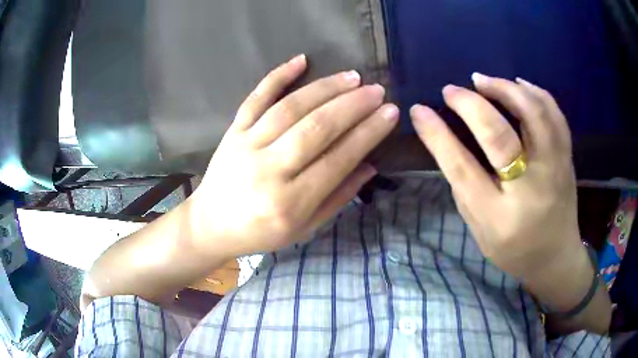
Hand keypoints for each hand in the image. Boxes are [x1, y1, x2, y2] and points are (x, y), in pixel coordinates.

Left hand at [189, 55, 398, 256]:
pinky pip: (256, 98)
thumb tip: (370, 165)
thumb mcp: (304, 228)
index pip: (338, 159)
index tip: (389, 112)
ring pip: (291, 108)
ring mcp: (247, 147)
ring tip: (352, 77)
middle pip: (317, 128)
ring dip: (325, 88)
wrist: (211, 225)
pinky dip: (278, 76)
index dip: (368, 133)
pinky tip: (301, 60)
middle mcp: (269, 171)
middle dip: (353, 105)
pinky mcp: (232, 132)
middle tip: (376, 90)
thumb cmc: (261, 232)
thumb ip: (338, 197)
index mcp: (290, 203)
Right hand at [410, 74, 580, 278]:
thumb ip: (465, 188)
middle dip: (470, 105)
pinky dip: (535, 93)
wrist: (556, 257)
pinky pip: (555, 115)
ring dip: (505, 89)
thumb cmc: (514, 249)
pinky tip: (519, 84)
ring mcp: (554, 170)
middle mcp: (529, 189)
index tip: (419, 111)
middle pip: (499, 135)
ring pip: (533, 115)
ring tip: (483, 81)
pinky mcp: (567, 158)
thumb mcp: (480, 230)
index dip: (437, 135)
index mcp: (499, 216)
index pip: (462, 167)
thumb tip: (448, 140)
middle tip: (452, 90)